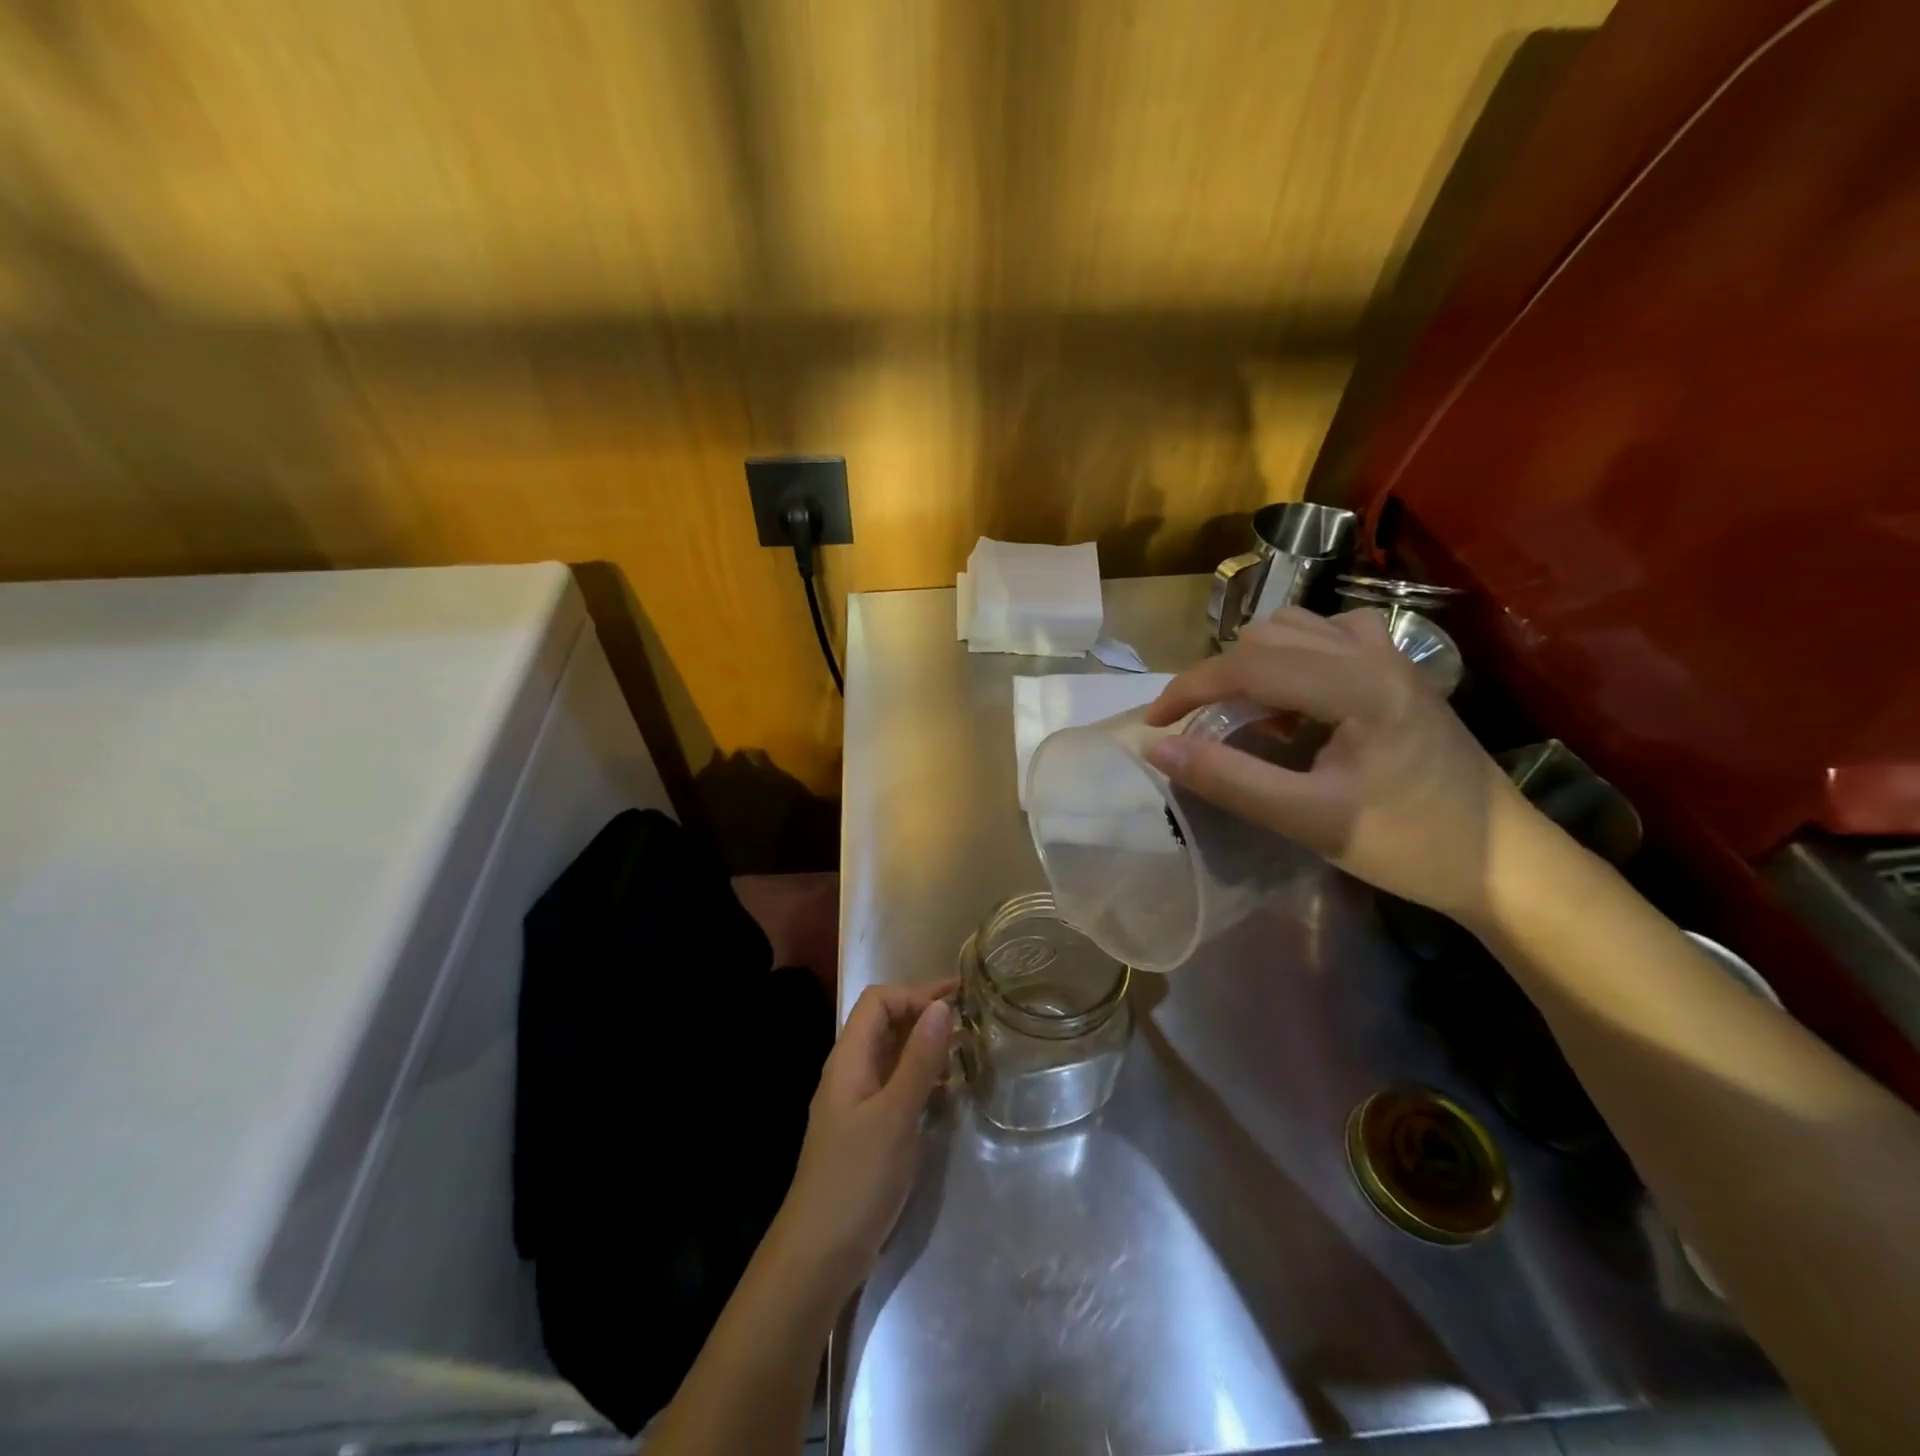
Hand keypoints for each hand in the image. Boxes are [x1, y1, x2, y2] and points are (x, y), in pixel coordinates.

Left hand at [772, 979, 955, 1299]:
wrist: (819, 1255)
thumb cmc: (856, 1179)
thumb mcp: (895, 1116)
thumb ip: (919, 1060)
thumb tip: (941, 1007)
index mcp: (849, 1060)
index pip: (878, 1002)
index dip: (914, 995)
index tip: (956, 1003)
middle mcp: (851, 1072)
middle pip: (885, 1024)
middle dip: (923, 1014)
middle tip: (970, 1019)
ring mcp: (857, 1102)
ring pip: (892, 1055)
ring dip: (925, 1045)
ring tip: (965, 1050)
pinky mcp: (868, 1130)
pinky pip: (896, 1085)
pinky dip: (922, 1077)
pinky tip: (947, 1092)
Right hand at [1142, 607, 1528, 927]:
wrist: (1503, 861)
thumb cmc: (1408, 844)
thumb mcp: (1307, 820)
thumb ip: (1228, 779)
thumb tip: (1158, 749)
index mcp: (1357, 686)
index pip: (1249, 662)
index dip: (1190, 688)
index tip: (1153, 724)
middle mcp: (1374, 653)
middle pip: (1268, 635)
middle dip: (1220, 677)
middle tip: (1201, 728)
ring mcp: (1391, 655)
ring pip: (1296, 627)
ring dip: (1254, 663)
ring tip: (1245, 715)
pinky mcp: (1399, 669)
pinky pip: (1327, 637)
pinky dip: (1291, 659)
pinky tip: (1294, 701)